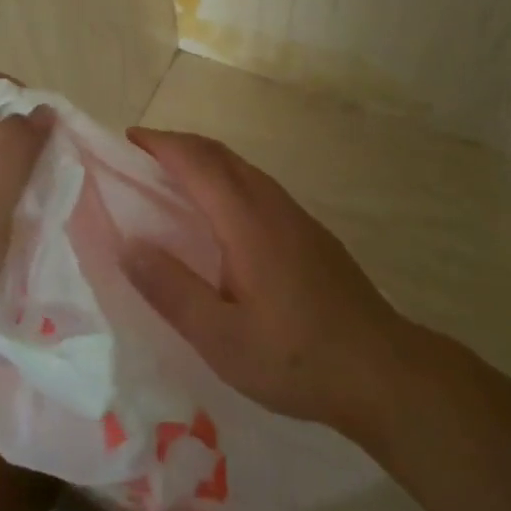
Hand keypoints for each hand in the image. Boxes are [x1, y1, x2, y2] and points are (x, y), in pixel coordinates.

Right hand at [122, 128, 404, 435]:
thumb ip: (171, 289)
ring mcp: (296, 216)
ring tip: (171, 182)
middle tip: (140, 158)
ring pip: (242, 169)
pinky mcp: (311, 233)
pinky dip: (226, 181)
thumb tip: (126, 245)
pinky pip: (258, 187)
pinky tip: (220, 218)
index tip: (127, 140)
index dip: (160, 144)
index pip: (196, 161)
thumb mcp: (221, 338)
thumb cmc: (296, 357)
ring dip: (204, 161)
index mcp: (246, 220)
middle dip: (178, 145)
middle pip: (220, 154)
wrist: (384, 371)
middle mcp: (271, 204)